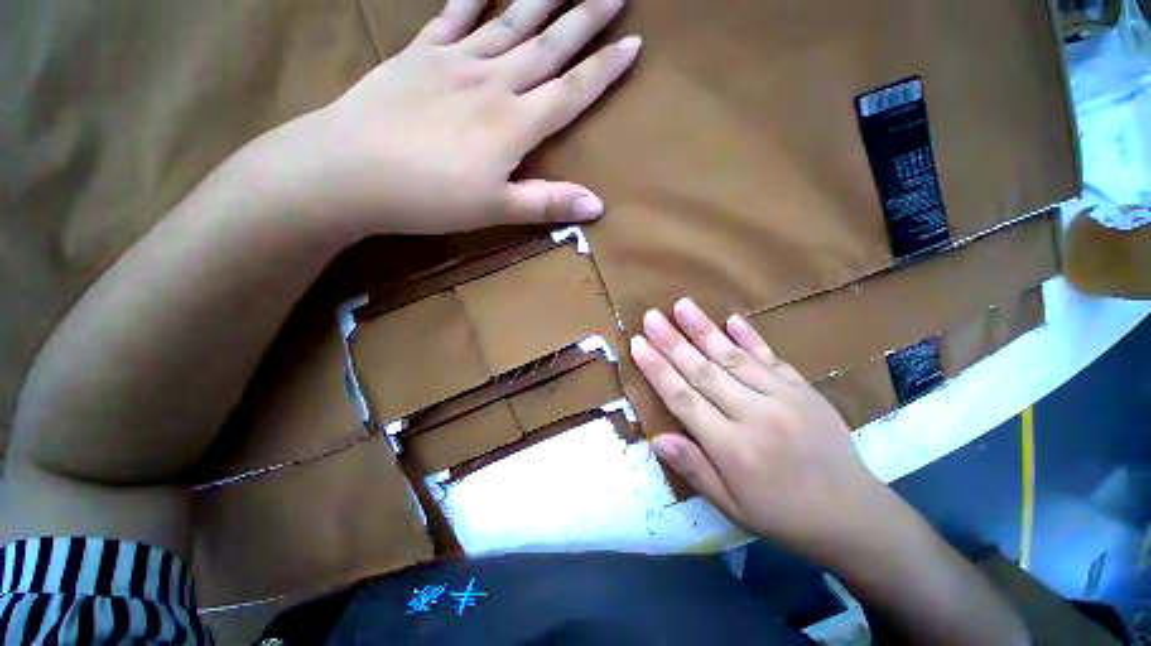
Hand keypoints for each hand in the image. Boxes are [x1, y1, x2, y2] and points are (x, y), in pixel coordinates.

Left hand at [263, 0, 638, 235]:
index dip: (603, 70)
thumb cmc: (429, 197)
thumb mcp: (497, 209)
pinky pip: (452, 17)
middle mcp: (493, 83)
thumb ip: (548, 203)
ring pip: (509, 23)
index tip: (633, 43)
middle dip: (584, 18)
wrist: (349, 170)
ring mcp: (455, 63)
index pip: (571, 92)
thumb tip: (598, 205)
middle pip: (548, 46)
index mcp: (514, 124)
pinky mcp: (419, 55)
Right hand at [631, 298, 892, 558]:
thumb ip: (694, 469)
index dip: (657, 370)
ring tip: (682, 305)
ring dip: (704, 330)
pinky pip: (771, 357)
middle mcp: (755, 416)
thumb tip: (657, 438)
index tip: (638, 344)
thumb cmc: (782, 515)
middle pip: (703, 372)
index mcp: (733, 449)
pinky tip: (732, 318)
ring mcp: (783, 398)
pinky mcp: (803, 389)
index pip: (684, 400)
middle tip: (651, 317)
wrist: (854, 515)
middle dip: (672, 342)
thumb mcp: (731, 507)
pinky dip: (750, 337)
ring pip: (733, 358)